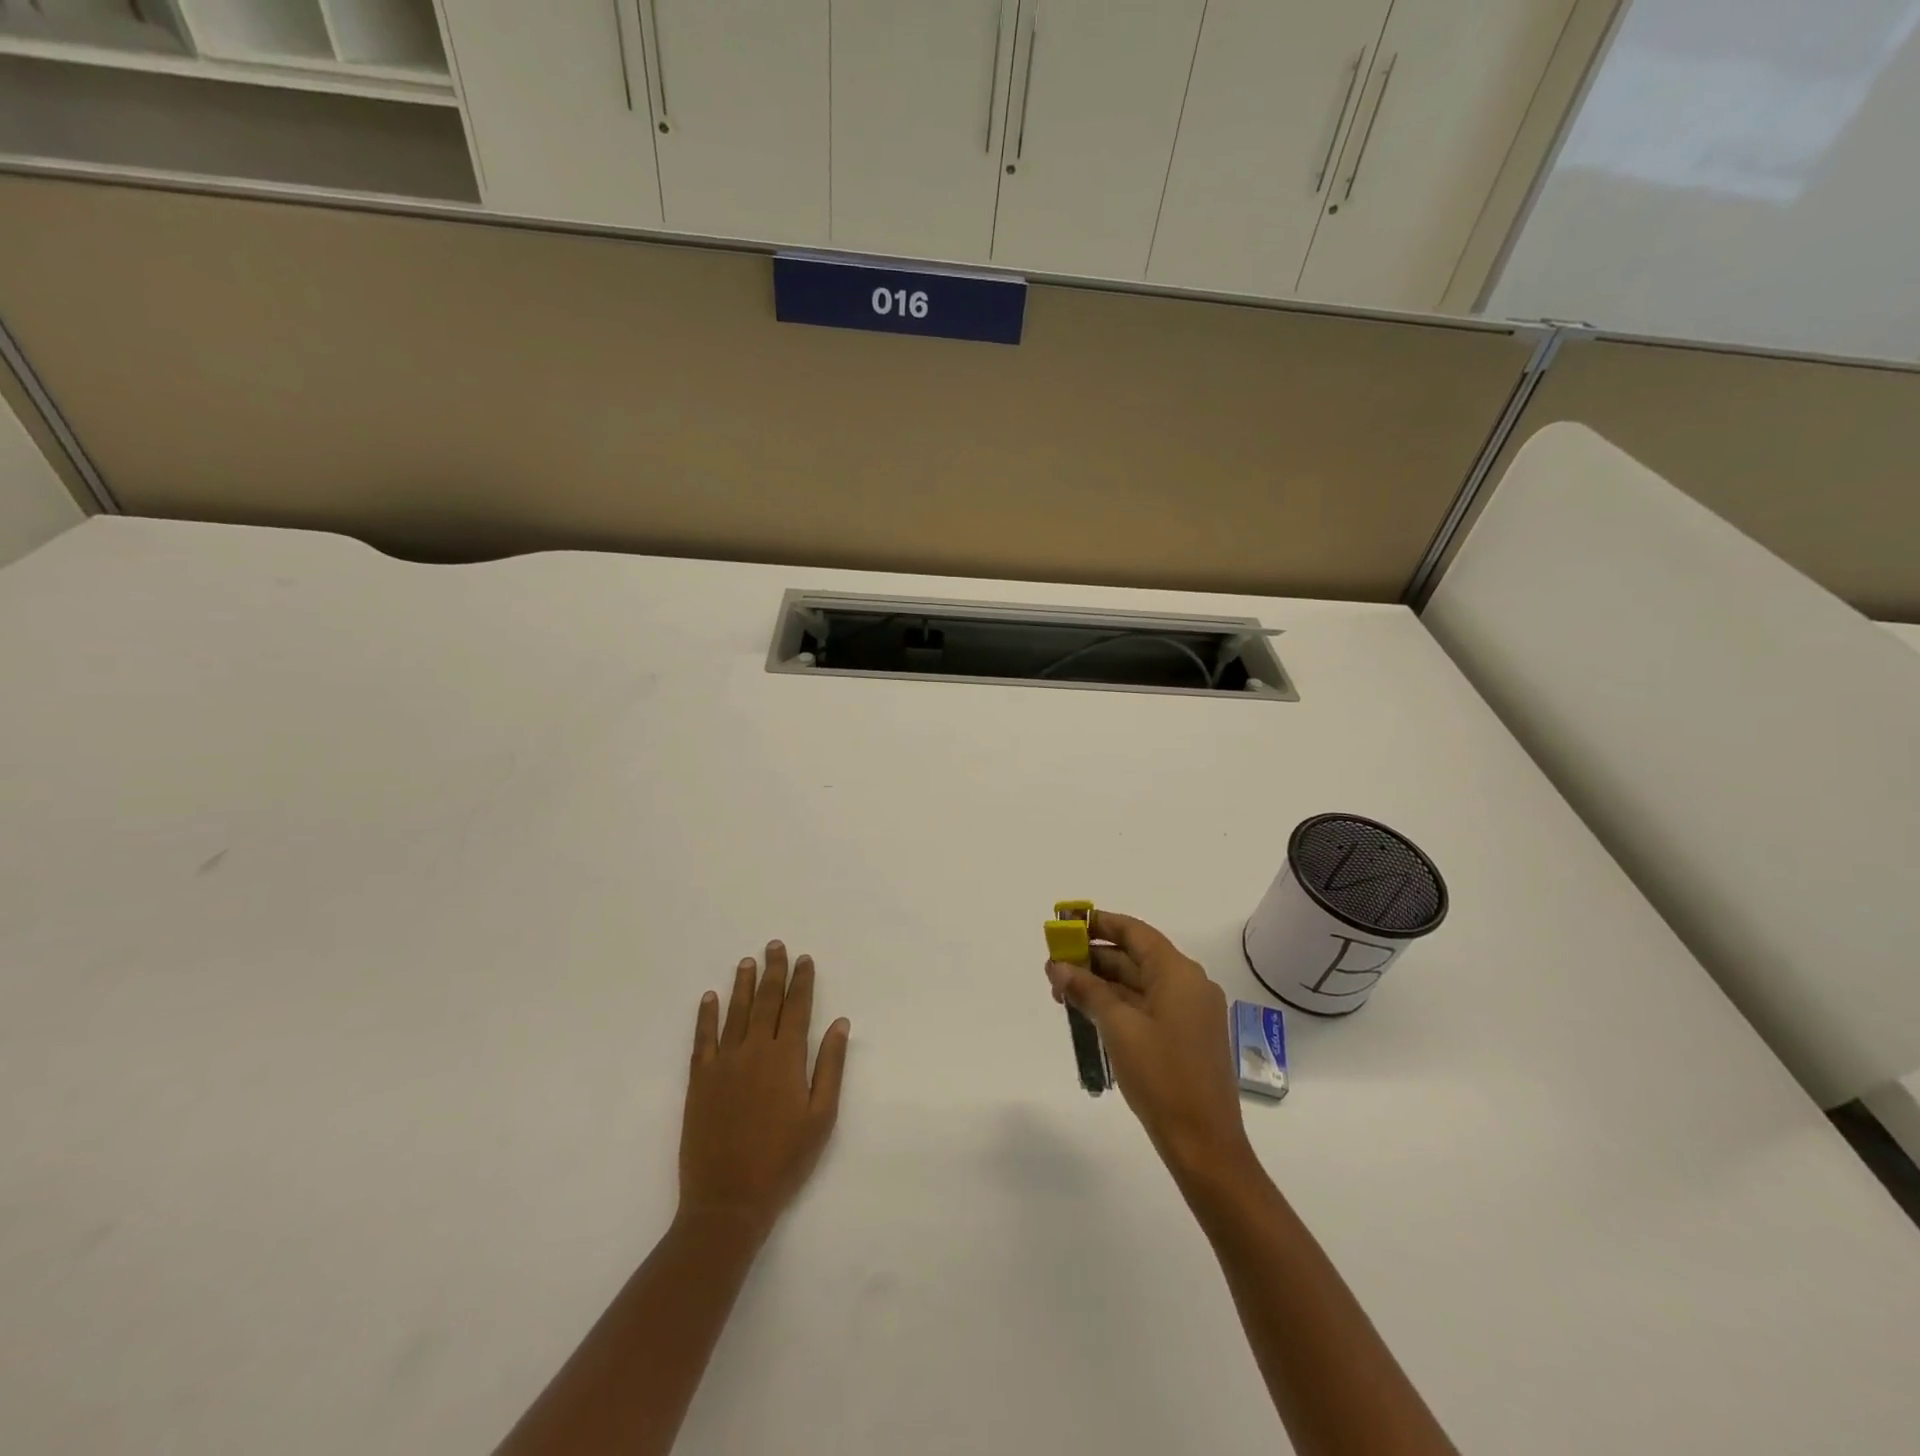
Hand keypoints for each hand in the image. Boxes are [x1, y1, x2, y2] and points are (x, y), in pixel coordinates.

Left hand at [680, 941, 850, 1240]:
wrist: (728, 1200)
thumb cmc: (784, 1160)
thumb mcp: (821, 1117)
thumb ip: (830, 1066)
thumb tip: (839, 1023)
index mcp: (787, 1058)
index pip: (797, 1008)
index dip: (801, 981)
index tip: (804, 959)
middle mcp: (755, 1051)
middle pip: (766, 1001)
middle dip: (773, 972)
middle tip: (775, 945)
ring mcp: (724, 1064)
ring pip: (735, 1013)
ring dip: (742, 984)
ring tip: (747, 961)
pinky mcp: (700, 1081)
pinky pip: (703, 1038)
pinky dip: (706, 1016)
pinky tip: (710, 997)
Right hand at [1046, 910, 1251, 1180]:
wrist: (1205, 1144)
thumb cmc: (1162, 1076)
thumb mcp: (1118, 1028)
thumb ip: (1087, 990)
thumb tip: (1058, 966)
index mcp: (1179, 973)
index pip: (1135, 932)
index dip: (1101, 924)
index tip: (1068, 924)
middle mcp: (1189, 984)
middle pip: (1136, 957)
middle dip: (1094, 958)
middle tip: (1055, 966)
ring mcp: (1190, 1012)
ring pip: (1139, 983)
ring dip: (1103, 984)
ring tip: (1063, 992)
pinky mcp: (1187, 1037)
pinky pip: (1148, 1006)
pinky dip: (1119, 1004)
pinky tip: (1089, 1014)